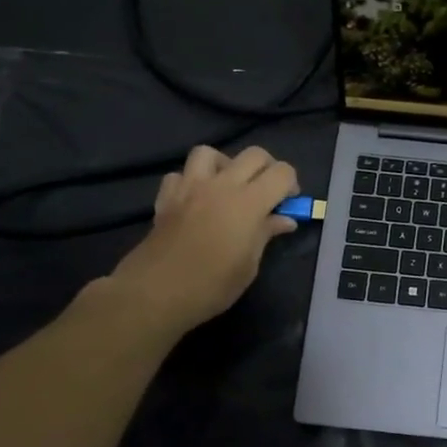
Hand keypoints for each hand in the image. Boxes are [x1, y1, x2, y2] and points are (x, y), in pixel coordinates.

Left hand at [101, 144, 298, 334]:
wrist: (156, 294)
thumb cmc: (211, 285)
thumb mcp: (249, 265)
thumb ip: (266, 234)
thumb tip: (284, 220)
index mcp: (249, 202)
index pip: (282, 172)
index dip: (291, 184)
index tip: (288, 203)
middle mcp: (221, 185)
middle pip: (253, 154)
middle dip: (267, 168)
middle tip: (267, 192)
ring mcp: (190, 187)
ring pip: (210, 153)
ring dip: (224, 164)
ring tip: (227, 187)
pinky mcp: (166, 197)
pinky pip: (180, 174)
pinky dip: (190, 181)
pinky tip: (195, 200)